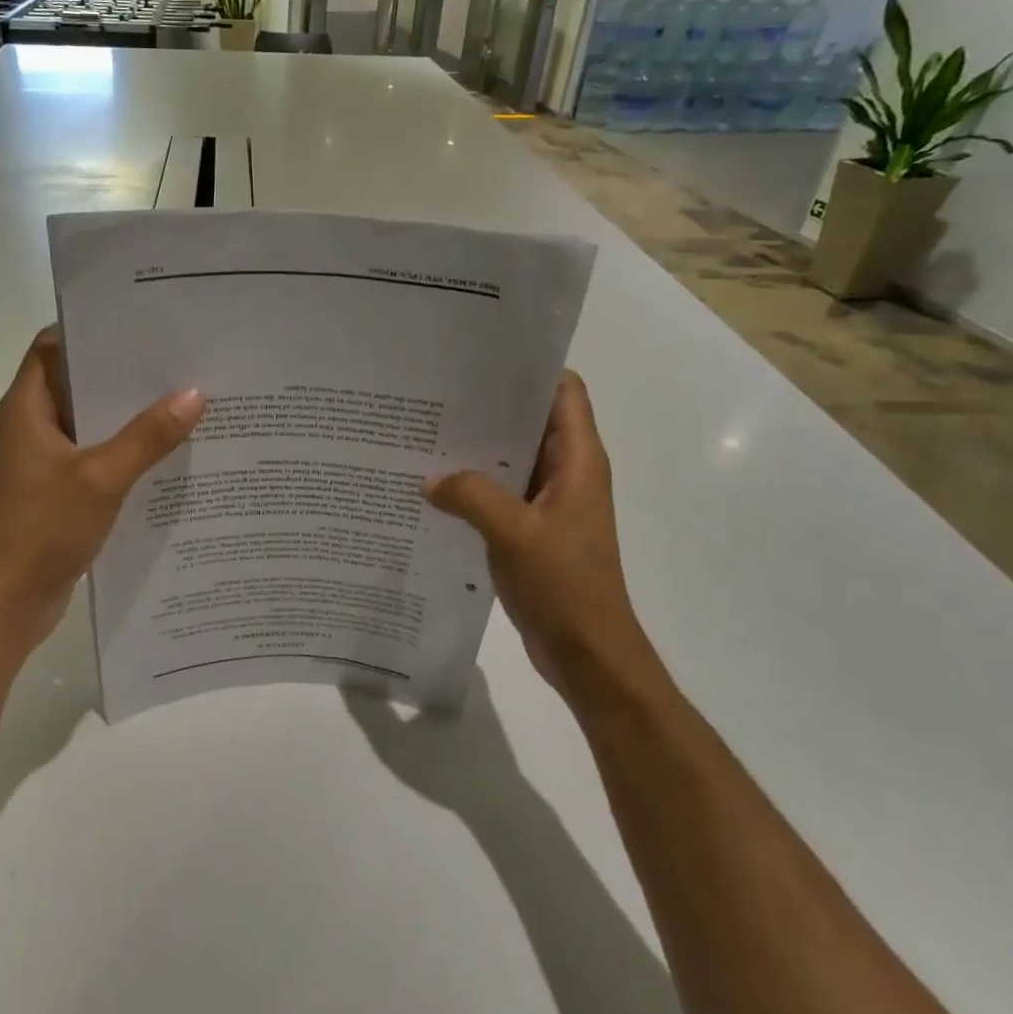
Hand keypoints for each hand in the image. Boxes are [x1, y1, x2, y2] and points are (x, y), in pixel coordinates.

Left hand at [0, 327, 204, 658]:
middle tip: (179, 360)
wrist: (7, 603)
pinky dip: (125, 449)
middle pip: (79, 382)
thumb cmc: (42, 529)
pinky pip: (95, 455)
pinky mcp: (58, 489)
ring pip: (91, 422)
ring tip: (184, 399)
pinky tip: (166, 451)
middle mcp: (33, 425)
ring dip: (129, 414)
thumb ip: (148, 436)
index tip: (142, 324)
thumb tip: (195, 395)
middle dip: (124, 373)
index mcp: (28, 407)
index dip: (93, 330)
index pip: (54, 346)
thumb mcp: (101, 478)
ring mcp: (45, 459)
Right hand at [423, 372, 664, 710]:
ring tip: (425, 433)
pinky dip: (473, 485)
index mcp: (578, 460)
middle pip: (530, 421)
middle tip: (436, 394)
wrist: (588, 654)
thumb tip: (428, 479)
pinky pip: (500, 493)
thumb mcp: (514, 533)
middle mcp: (567, 473)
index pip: (563, 391)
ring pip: (511, 458)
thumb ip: (470, 496)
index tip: (481, 359)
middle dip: (488, 406)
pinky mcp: (532, 529)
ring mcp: (549, 502)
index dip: (529, 370)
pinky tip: (433, 485)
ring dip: (476, 449)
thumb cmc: (565, 586)